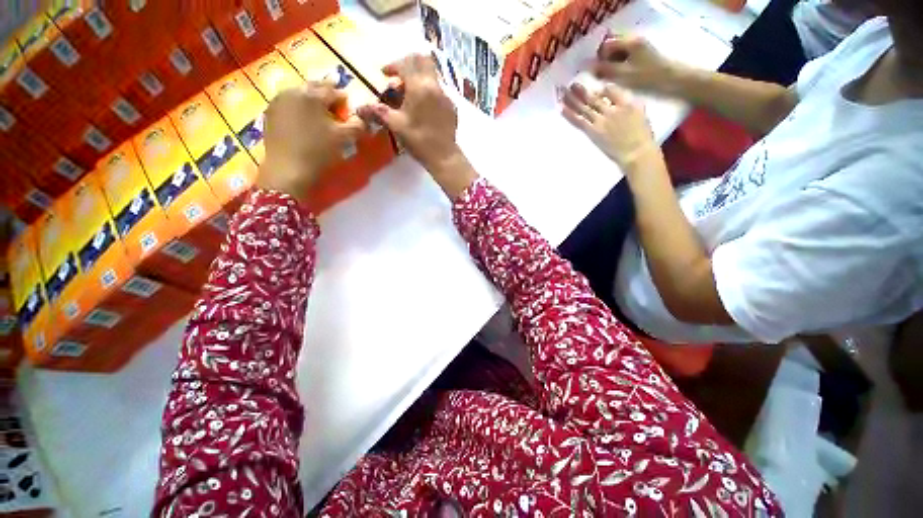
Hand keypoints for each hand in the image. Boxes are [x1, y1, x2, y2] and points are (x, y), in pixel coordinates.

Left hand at [258, 82, 364, 201]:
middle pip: (314, 87)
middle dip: (325, 94)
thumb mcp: (344, 139)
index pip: (333, 91)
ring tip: (318, 113)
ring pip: (299, 94)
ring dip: (310, 100)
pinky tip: (302, 119)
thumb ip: (357, 126)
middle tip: (334, 106)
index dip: (343, 99)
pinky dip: (298, 107)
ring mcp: (279, 101)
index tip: (348, 107)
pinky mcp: (270, 113)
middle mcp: (294, 91)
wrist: (288, 169)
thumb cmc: (319, 152)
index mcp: (313, 95)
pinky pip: (288, 103)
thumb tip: (363, 119)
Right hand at [357, 54, 476, 198]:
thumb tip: (359, 108)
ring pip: (431, 76)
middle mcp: (434, 86)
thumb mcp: (396, 125)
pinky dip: (428, 92)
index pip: (405, 63)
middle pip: (423, 61)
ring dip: (418, 78)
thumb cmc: (418, 140)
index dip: (392, 65)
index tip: (384, 74)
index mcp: (419, 86)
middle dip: (408, 64)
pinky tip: (422, 109)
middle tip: (398, 78)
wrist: (444, 156)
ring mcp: (446, 96)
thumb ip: (378, 112)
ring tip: (408, 96)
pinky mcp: (452, 108)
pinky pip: (438, 91)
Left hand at [561, 83, 659, 172]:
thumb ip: (624, 101)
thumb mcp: (639, 111)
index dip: (600, 87)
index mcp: (626, 102)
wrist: (635, 152)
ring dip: (571, 98)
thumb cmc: (641, 134)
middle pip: (593, 97)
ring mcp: (600, 121)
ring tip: (561, 91)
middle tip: (570, 83)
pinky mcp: (592, 132)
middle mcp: (611, 109)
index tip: (592, 85)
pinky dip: (569, 113)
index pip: (610, 89)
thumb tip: (609, 94)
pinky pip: (578, 120)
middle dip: (581, 89)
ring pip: (583, 107)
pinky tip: (561, 107)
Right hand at [594, 34, 679, 93]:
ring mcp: (641, 47)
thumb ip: (605, 70)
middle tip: (602, 76)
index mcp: (630, 42)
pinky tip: (621, 77)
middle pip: (613, 46)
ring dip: (612, 63)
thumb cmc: (649, 77)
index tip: (597, 73)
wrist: (675, 79)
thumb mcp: (624, 75)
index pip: (607, 44)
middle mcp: (635, 40)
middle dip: (605, 60)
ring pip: (620, 51)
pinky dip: (621, 65)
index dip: (599, 58)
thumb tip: (589, 67)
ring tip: (611, 78)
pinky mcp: (645, 55)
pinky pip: (627, 56)